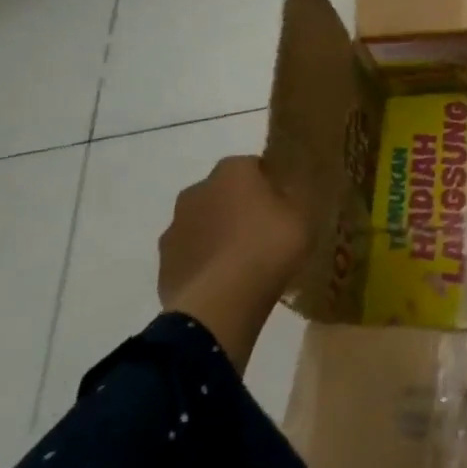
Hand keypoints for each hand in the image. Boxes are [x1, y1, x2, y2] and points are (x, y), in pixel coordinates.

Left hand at [159, 156, 313, 370]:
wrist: (222, 301)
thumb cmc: (269, 246)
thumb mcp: (302, 215)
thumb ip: (294, 197)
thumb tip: (288, 190)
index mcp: (232, 171)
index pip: (253, 166)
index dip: (270, 184)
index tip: (284, 204)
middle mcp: (196, 191)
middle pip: (223, 194)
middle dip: (239, 207)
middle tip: (265, 232)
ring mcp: (175, 228)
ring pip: (204, 224)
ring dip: (219, 235)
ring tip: (245, 262)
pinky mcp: (164, 264)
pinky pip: (192, 256)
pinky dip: (206, 263)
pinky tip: (226, 282)